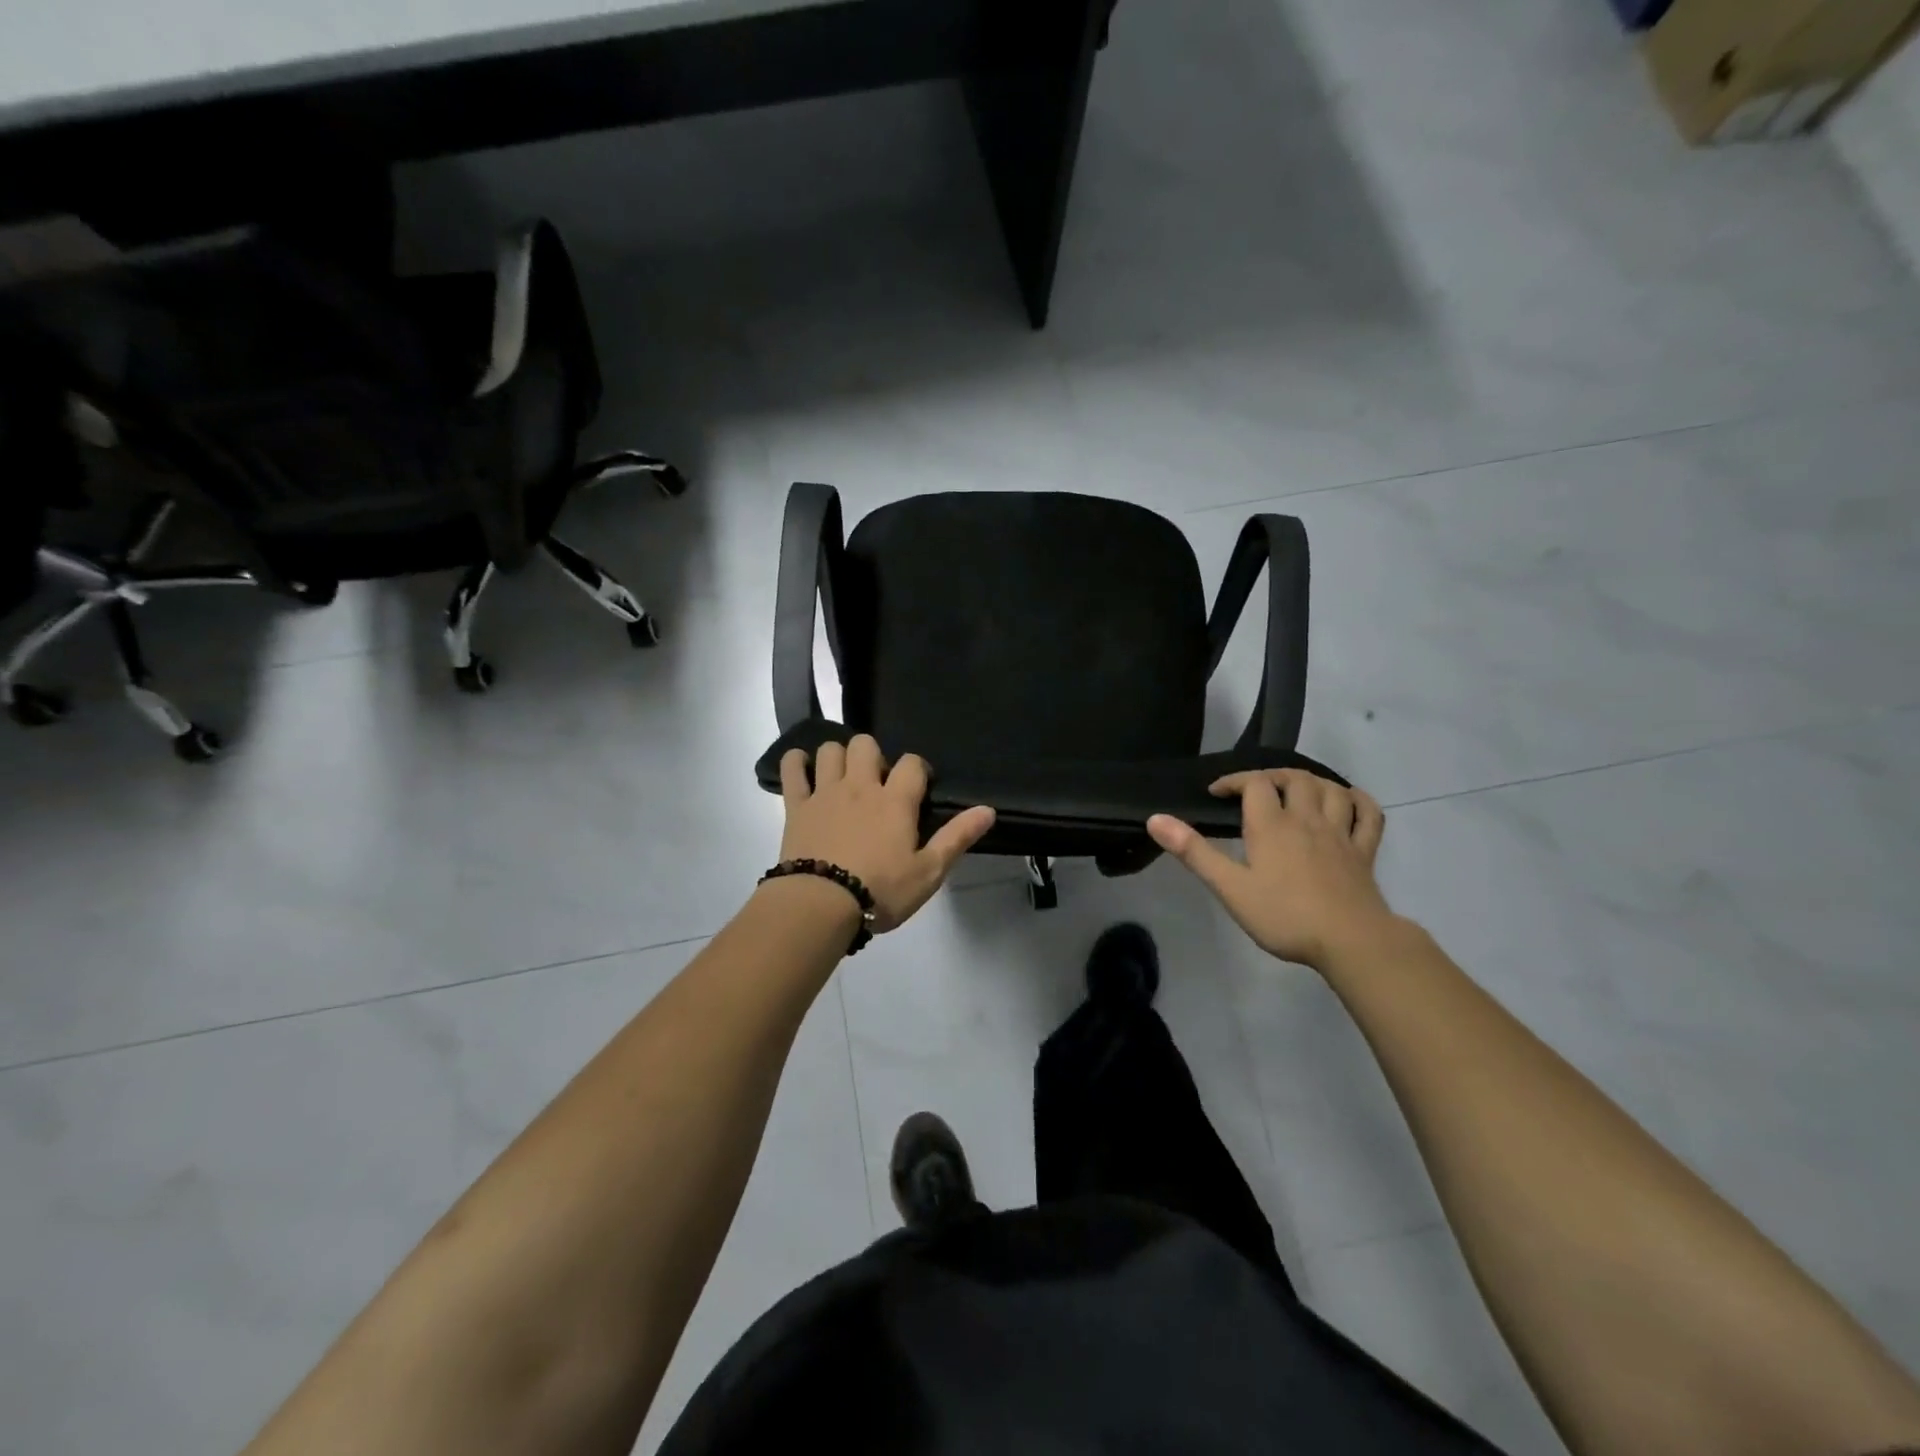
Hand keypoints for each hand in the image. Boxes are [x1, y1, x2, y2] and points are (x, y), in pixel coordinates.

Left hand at [778, 736, 996, 932]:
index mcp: (895, 800)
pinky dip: (796, 762)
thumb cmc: (880, 891)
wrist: (820, 905)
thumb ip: (957, 837)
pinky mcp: (796, 806)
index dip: (917, 769)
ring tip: (843, 778)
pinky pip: (791, 768)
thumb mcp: (928, 871)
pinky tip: (803, 770)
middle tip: (876, 784)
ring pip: (830, 750)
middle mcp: (860, 786)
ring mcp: (825, 792)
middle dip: (873, 756)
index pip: (912, 763)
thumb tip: (988, 809)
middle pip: (866, 744)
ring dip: (838, 756)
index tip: (918, 787)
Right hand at [1147, 769, 1392, 970]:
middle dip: (1272, 776)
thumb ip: (1194, 852)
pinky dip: (1358, 801)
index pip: (1254, 783)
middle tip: (1255, 789)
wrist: (1350, 941)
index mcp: (1272, 825)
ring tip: (1296, 790)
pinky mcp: (1365, 852)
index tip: (1217, 794)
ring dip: (1312, 782)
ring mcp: (1341, 833)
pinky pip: (1369, 814)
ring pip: (1331, 789)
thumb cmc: (1284, 916)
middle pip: (1294, 778)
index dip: (1233, 781)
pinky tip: (1348, 801)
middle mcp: (1307, 819)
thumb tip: (1155, 819)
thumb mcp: (1230, 887)